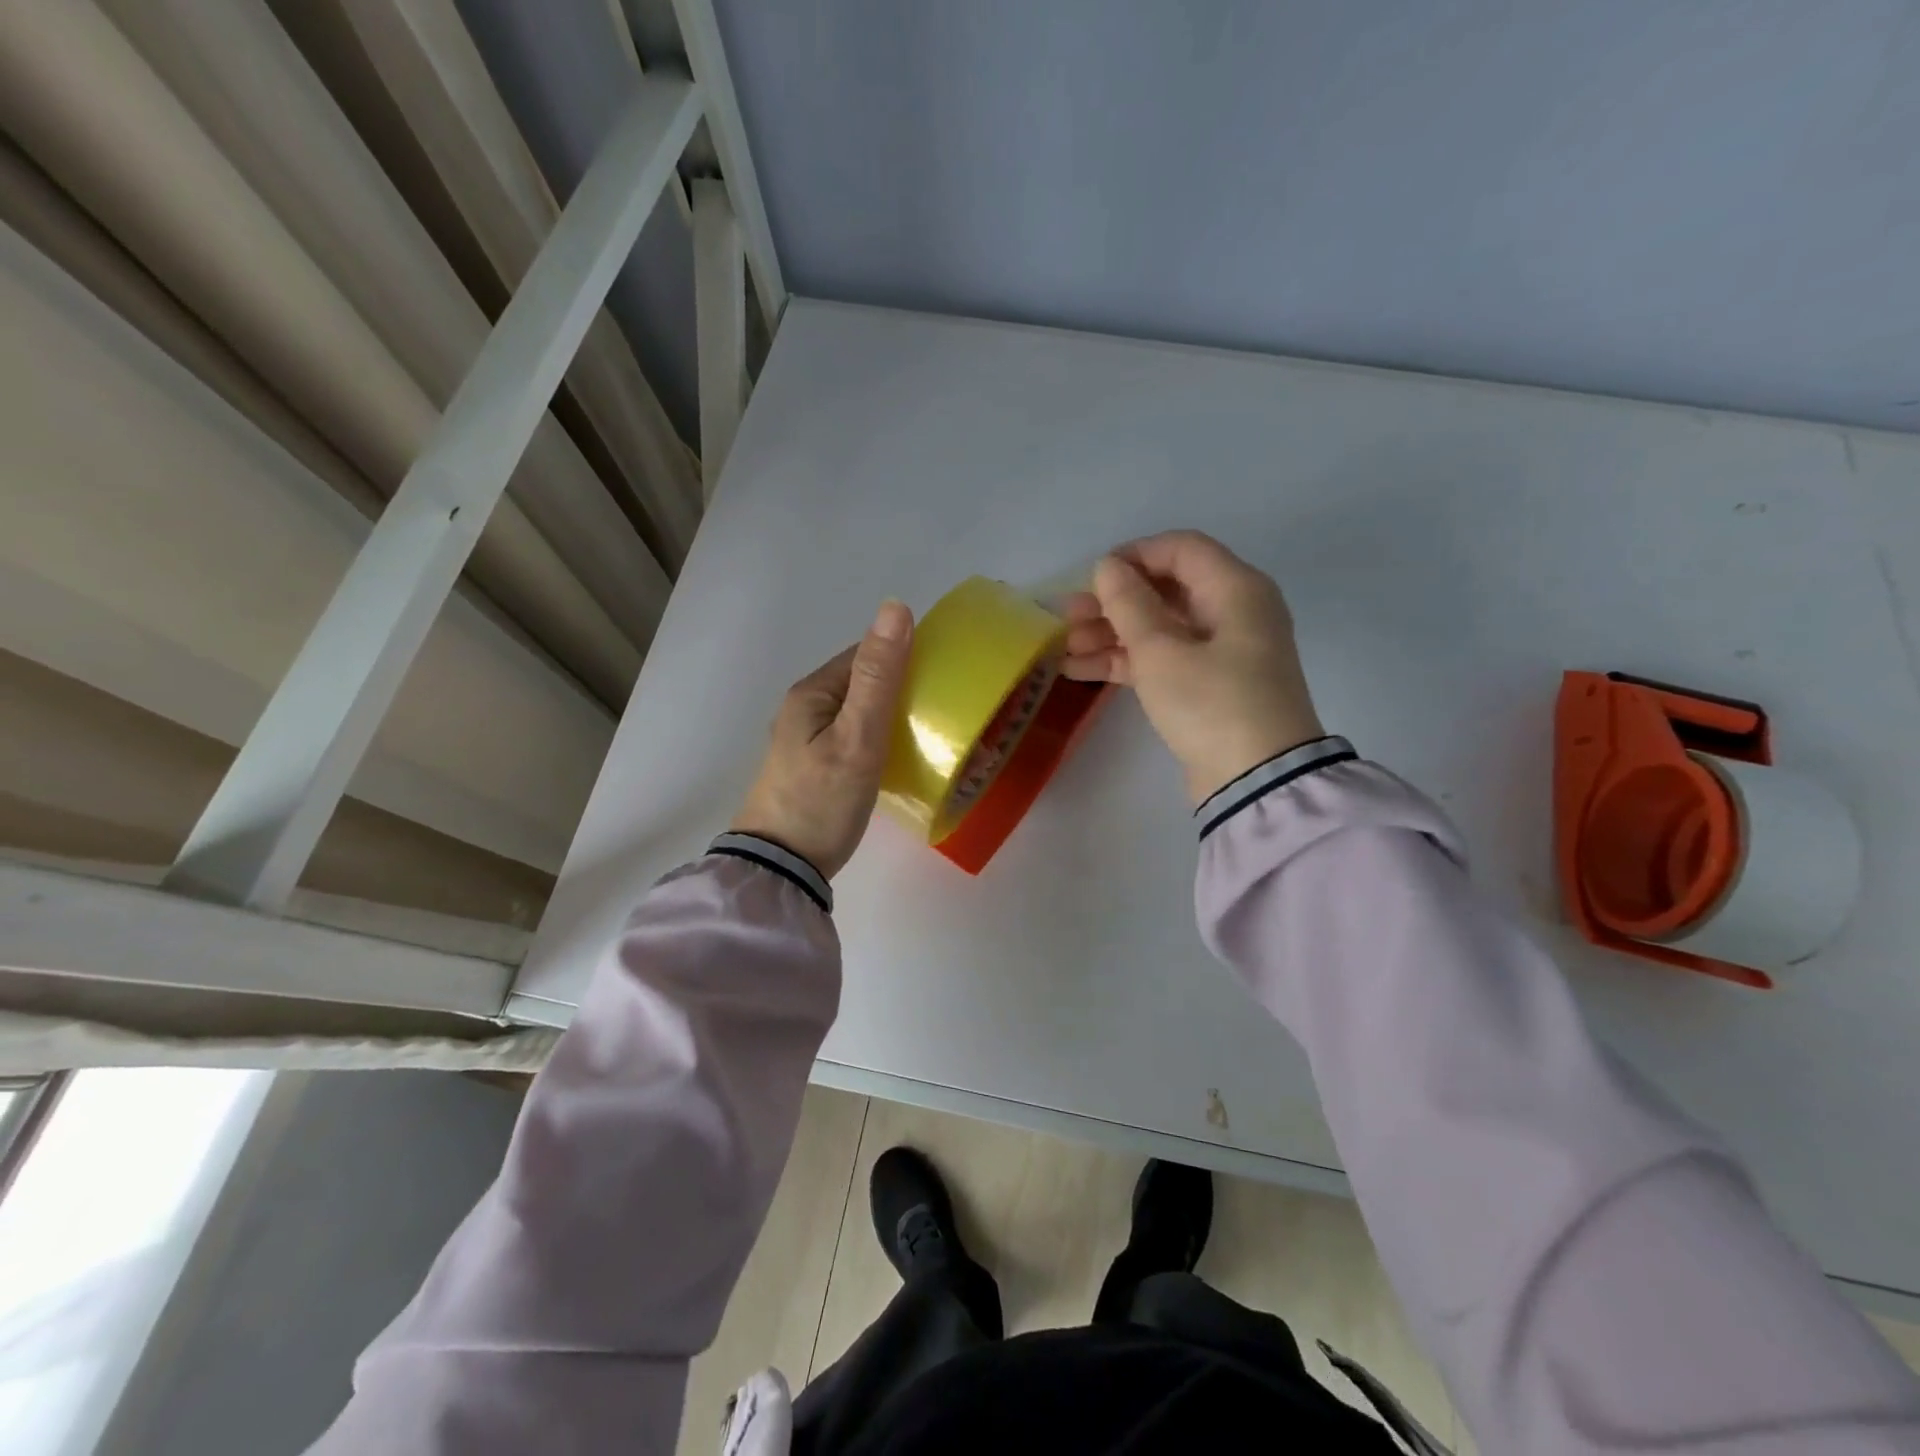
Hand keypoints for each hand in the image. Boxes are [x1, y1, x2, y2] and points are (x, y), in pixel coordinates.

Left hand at [731, 601, 913, 877]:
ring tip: (926, 735)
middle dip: (899, 688)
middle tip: (939, 713)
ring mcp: (805, 739)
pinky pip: (852, 736)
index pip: (865, 656)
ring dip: (889, 715)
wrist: (781, 868)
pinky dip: (876, 738)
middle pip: (861, 682)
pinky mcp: (812, 766)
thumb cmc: (823, 799)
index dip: (904, 660)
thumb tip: (895, 606)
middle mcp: (804, 708)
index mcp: (812, 692)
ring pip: (858, 711)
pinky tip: (895, 757)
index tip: (942, 681)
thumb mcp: (858, 736)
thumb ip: (878, 676)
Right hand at [1061, 531, 1323, 804]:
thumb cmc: (1211, 704)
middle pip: (1165, 590)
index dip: (1133, 556)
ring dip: (1111, 634)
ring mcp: (1220, 652)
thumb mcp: (1162, 651)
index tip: (1091, 577)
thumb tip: (1108, 566)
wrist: (1257, 781)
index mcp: (1235, 589)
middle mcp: (1232, 612)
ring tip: (1064, 648)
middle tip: (1066, 618)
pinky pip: (1162, 659)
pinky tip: (1079, 669)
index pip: (1180, 549)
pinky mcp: (1206, 686)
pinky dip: (1125, 661)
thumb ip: (1129, 604)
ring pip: (1158, 628)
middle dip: (1113, 602)